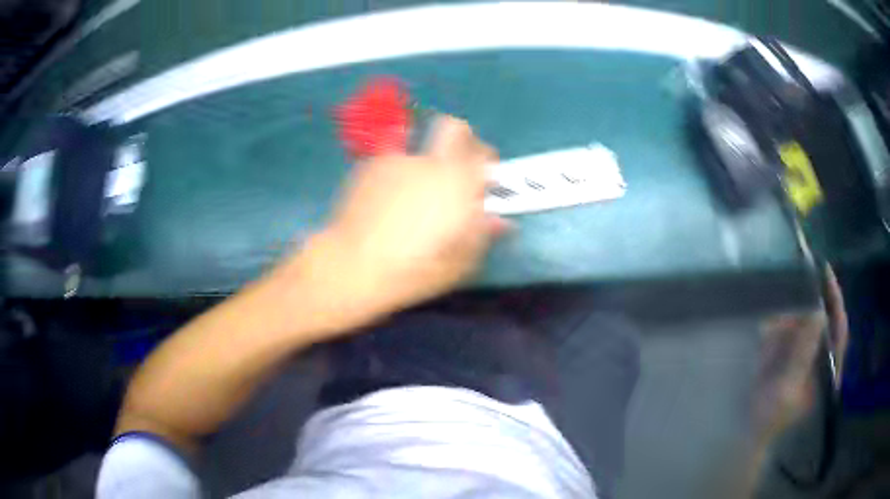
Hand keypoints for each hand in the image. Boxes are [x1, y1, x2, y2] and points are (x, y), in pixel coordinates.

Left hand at [294, 117, 508, 328]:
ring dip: (424, 161)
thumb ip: (482, 233)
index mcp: (460, 183)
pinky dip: (396, 172)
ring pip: (419, 145)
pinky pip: (391, 159)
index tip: (483, 175)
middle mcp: (431, 162)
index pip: (483, 152)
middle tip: (456, 163)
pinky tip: (387, 198)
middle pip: (453, 128)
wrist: (356, 265)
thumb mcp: (460, 261)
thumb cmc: (416, 268)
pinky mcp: (370, 166)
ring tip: (412, 192)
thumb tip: (499, 220)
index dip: (486, 160)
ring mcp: (398, 160)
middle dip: (461, 139)